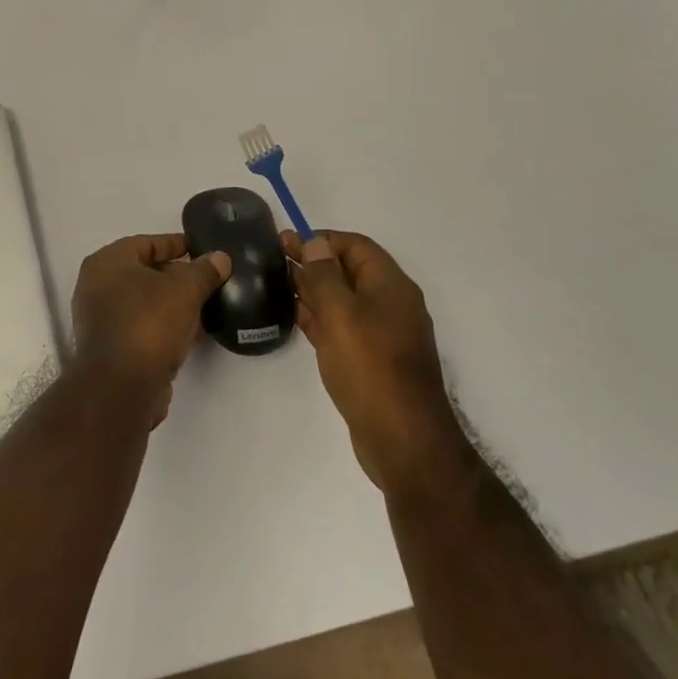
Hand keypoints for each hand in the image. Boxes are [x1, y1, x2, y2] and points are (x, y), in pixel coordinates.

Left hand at [70, 235, 230, 424]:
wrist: (121, 387)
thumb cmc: (148, 323)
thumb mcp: (185, 290)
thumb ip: (204, 271)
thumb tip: (220, 258)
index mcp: (107, 262)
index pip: (146, 242)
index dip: (176, 244)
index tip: (202, 249)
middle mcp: (97, 286)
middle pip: (145, 272)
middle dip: (178, 276)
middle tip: (210, 279)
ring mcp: (102, 319)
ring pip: (145, 303)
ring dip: (175, 304)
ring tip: (208, 304)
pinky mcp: (112, 348)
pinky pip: (144, 327)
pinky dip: (167, 326)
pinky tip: (196, 332)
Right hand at [286, 230, 464, 494]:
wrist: (402, 439)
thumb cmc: (370, 366)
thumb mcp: (341, 313)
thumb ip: (324, 276)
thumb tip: (315, 243)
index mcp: (390, 285)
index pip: (355, 246)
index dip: (322, 239)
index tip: (287, 242)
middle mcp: (390, 304)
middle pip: (348, 271)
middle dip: (313, 262)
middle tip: (275, 258)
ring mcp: (381, 334)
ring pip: (343, 300)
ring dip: (313, 289)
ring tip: (277, 283)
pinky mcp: (371, 359)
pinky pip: (342, 327)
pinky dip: (319, 317)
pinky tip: (295, 316)